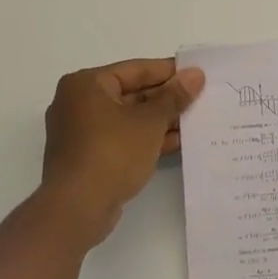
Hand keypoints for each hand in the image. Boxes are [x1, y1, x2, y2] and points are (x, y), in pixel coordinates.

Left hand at [39, 58, 204, 243]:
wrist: (77, 208)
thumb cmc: (112, 153)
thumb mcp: (150, 121)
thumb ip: (174, 96)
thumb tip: (195, 74)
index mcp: (87, 84)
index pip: (136, 69)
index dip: (169, 72)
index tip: (197, 75)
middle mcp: (78, 102)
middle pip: (131, 93)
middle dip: (165, 99)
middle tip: (200, 99)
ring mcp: (80, 132)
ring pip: (128, 118)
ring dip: (159, 121)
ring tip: (194, 121)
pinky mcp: (87, 156)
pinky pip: (121, 138)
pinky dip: (145, 139)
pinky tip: (176, 143)